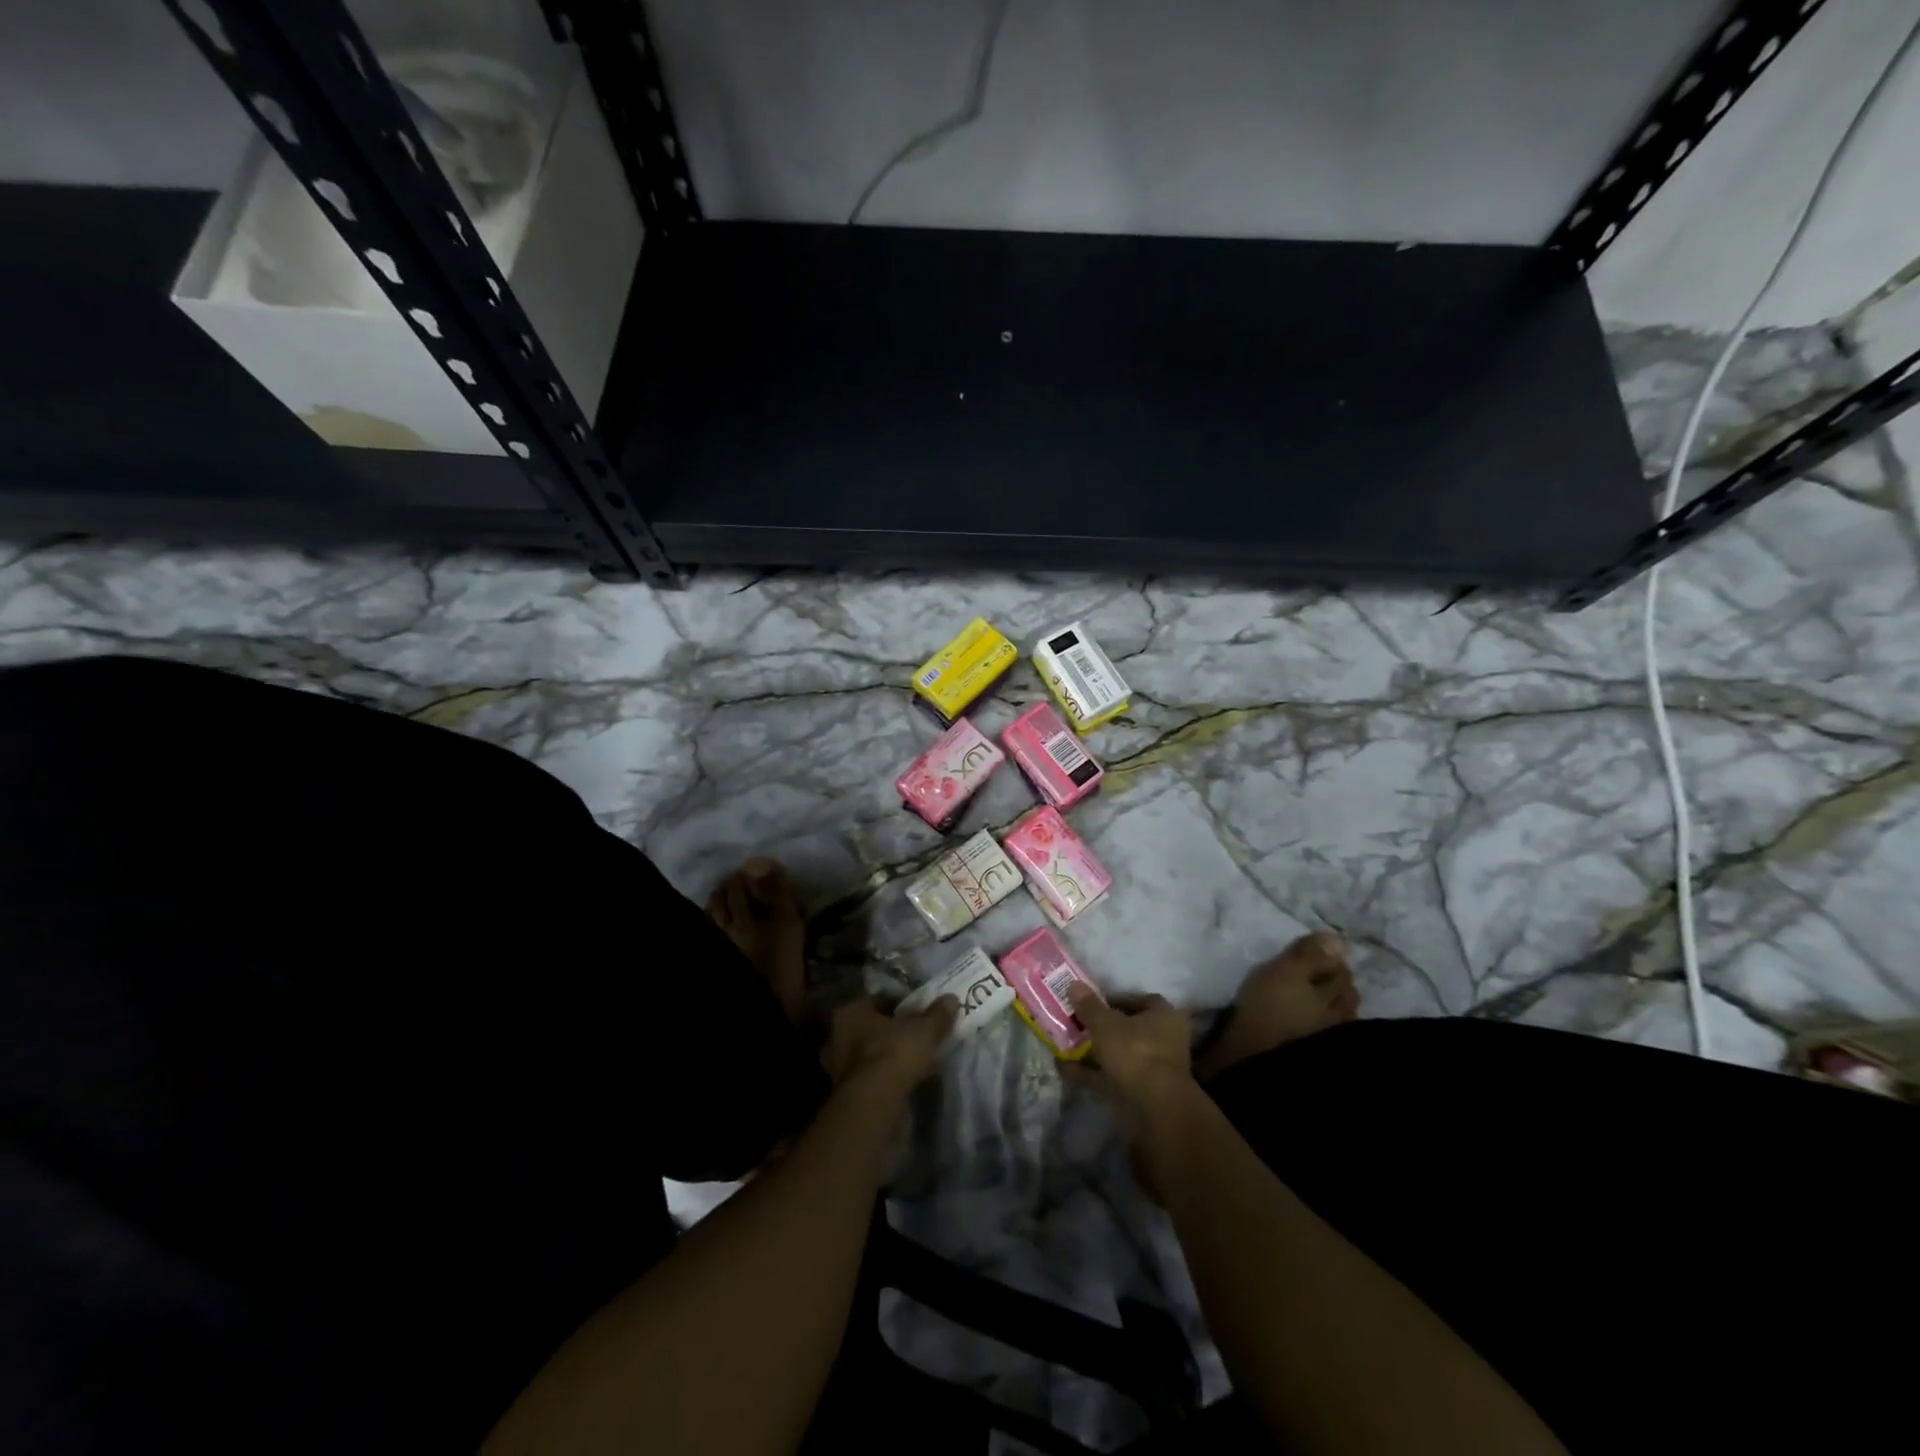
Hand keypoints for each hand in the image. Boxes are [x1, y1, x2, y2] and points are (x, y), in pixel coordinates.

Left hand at [821, 995, 956, 1094]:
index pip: (881, 1001)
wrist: (875, 1102)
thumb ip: (938, 1014)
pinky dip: (885, 1075)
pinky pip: (870, 1075)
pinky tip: (904, 1080)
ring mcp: (837, 1065)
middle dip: (894, 1032)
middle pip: (874, 1027)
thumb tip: (951, 999)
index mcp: (851, 1011)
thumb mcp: (925, 1029)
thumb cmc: (896, 1053)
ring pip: (870, 1052)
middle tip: (918, 1037)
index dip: (905, 1006)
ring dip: (889, 1055)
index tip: (922, 1014)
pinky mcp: (844, 1092)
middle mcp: (838, 1034)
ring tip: (915, 1061)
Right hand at [1067, 983, 1192, 1099]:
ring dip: (1096, 1051)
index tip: (1093, 1002)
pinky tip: (1066, 1069)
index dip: (1117, 999)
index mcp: (1165, 1016)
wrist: (1153, 1107)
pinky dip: (1092, 1073)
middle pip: (1130, 1029)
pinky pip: (1113, 1076)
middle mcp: (1165, 1040)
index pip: (1142, 1000)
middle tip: (1078, 1023)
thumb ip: (1089, 1005)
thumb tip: (1073, 984)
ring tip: (1066, 1045)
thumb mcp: (1105, 1023)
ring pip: (1120, 1054)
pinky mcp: (1142, 1092)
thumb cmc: (1135, 1051)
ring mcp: (1154, 1068)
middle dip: (1104, 1027)